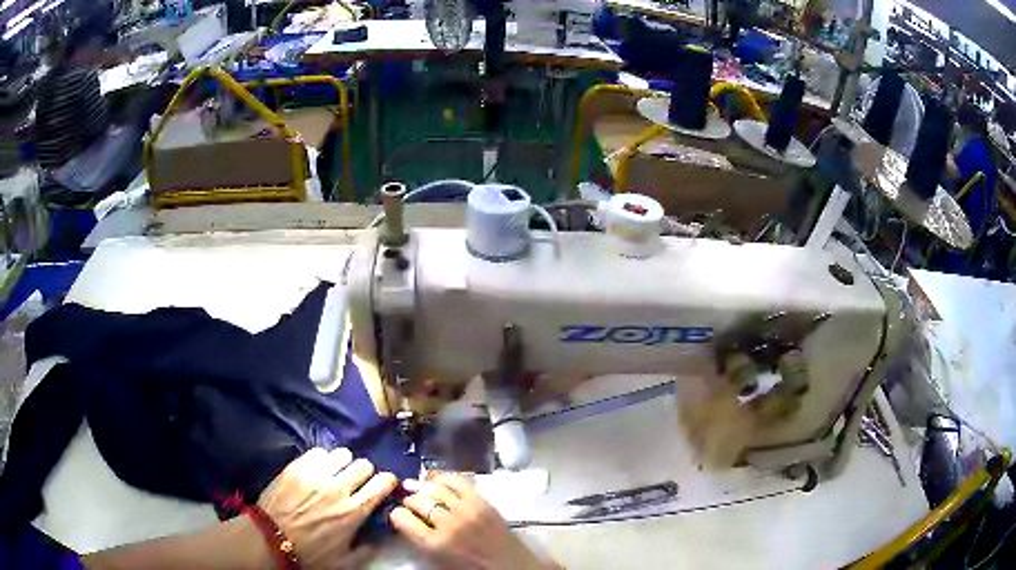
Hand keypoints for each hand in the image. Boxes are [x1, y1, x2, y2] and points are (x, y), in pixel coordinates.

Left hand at [257, 447, 397, 569]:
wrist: (270, 540)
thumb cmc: (310, 553)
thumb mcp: (345, 560)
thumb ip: (368, 548)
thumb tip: (380, 534)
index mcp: (353, 511)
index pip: (382, 483)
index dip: (388, 481)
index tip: (385, 485)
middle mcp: (338, 488)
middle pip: (363, 464)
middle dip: (365, 473)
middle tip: (358, 482)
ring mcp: (316, 474)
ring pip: (342, 454)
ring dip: (344, 464)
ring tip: (337, 473)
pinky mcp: (297, 466)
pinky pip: (318, 452)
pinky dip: (323, 459)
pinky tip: (318, 470)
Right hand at [390, 473, 553, 569]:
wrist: (510, 567)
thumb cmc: (470, 568)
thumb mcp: (438, 560)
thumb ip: (420, 540)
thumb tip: (405, 520)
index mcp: (434, 544)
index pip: (402, 518)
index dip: (396, 514)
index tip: (398, 514)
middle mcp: (448, 523)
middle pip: (418, 501)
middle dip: (408, 499)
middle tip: (407, 502)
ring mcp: (467, 510)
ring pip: (436, 488)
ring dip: (422, 486)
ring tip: (416, 486)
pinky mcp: (483, 502)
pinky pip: (458, 482)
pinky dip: (444, 477)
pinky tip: (436, 480)